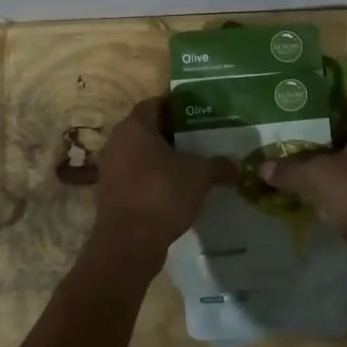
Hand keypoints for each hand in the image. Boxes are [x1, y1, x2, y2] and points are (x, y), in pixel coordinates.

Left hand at [89, 98, 235, 283]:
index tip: (199, 114)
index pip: (155, 103)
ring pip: (141, 154)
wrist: (128, 243)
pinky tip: (175, 191)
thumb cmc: (162, 194)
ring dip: (163, 158)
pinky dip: (153, 179)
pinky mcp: (111, 193)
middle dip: (173, 134)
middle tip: (200, 139)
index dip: (177, 106)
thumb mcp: (199, 176)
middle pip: (148, 129)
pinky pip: (136, 176)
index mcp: (135, 127)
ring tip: (191, 165)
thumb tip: (236, 165)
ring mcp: (110, 168)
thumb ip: (219, 165)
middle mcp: (117, 141)